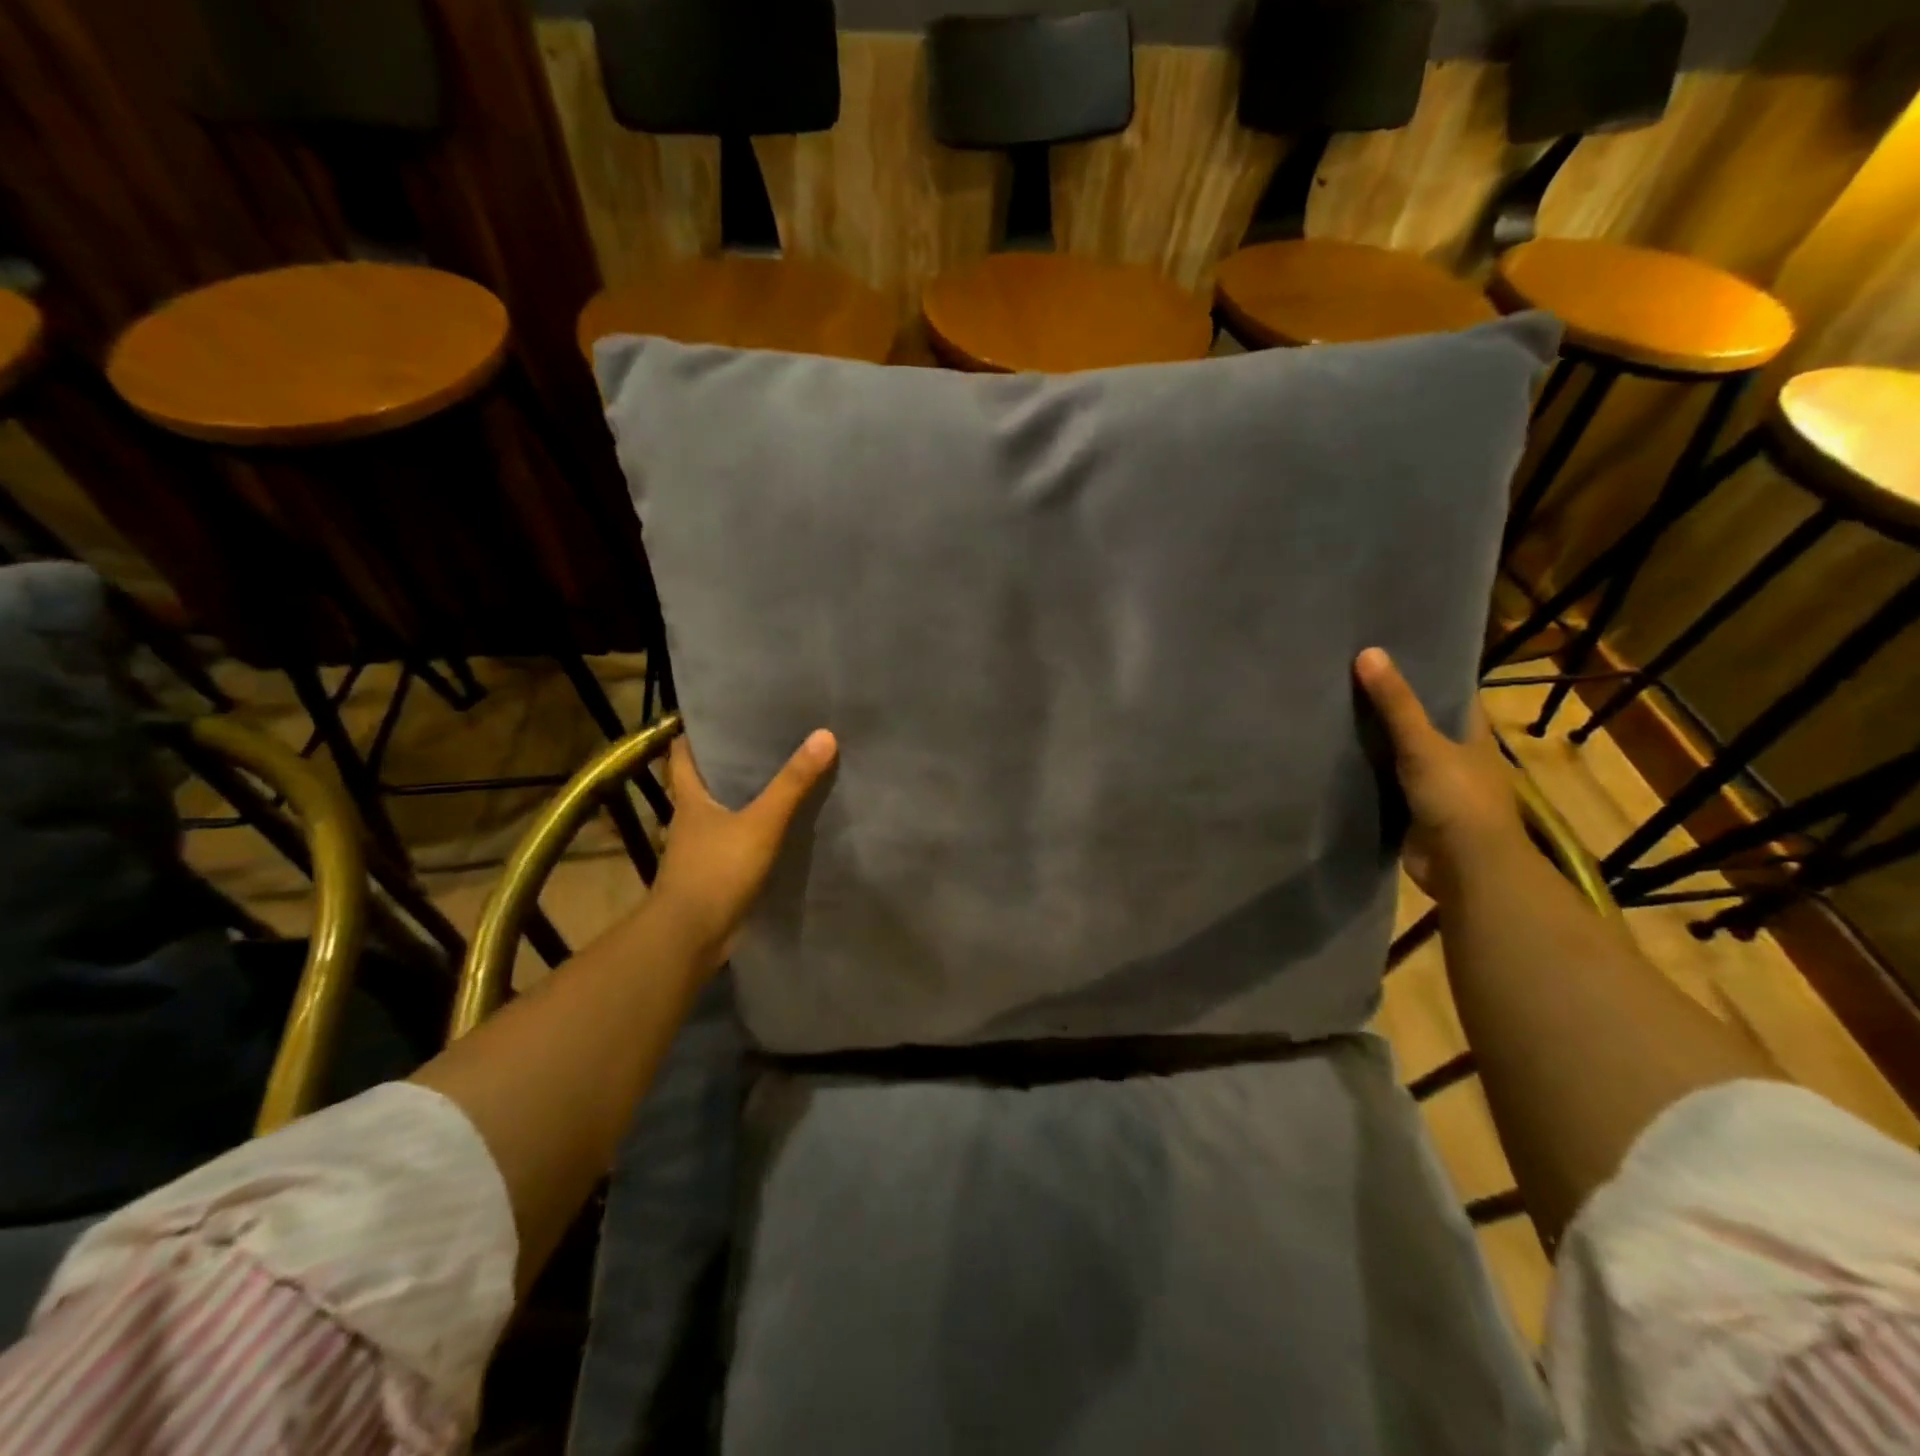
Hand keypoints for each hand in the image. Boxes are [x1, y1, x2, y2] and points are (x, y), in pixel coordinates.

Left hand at [647, 729, 837, 974]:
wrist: (690, 937)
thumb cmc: (716, 870)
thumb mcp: (761, 822)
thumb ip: (792, 783)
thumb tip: (824, 735)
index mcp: (691, 798)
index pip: (683, 753)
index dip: (698, 732)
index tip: (725, 714)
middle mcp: (691, 818)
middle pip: (707, 780)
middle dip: (732, 761)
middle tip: (770, 738)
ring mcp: (702, 848)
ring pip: (724, 811)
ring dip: (746, 797)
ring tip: (784, 776)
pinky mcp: (716, 873)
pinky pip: (738, 840)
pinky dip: (756, 830)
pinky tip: (783, 826)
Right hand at [1354, 648, 1524, 897]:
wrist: (1464, 868)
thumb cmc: (1457, 799)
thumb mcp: (1423, 745)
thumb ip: (1395, 704)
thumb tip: (1368, 652)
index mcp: (1471, 735)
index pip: (1451, 694)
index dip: (1426, 673)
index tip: (1391, 651)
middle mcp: (1454, 756)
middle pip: (1420, 723)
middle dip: (1389, 705)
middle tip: (1346, 677)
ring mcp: (1432, 786)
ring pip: (1397, 754)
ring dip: (1372, 740)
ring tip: (1330, 710)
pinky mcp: (1409, 811)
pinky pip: (1381, 784)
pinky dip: (1362, 773)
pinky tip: (1331, 757)